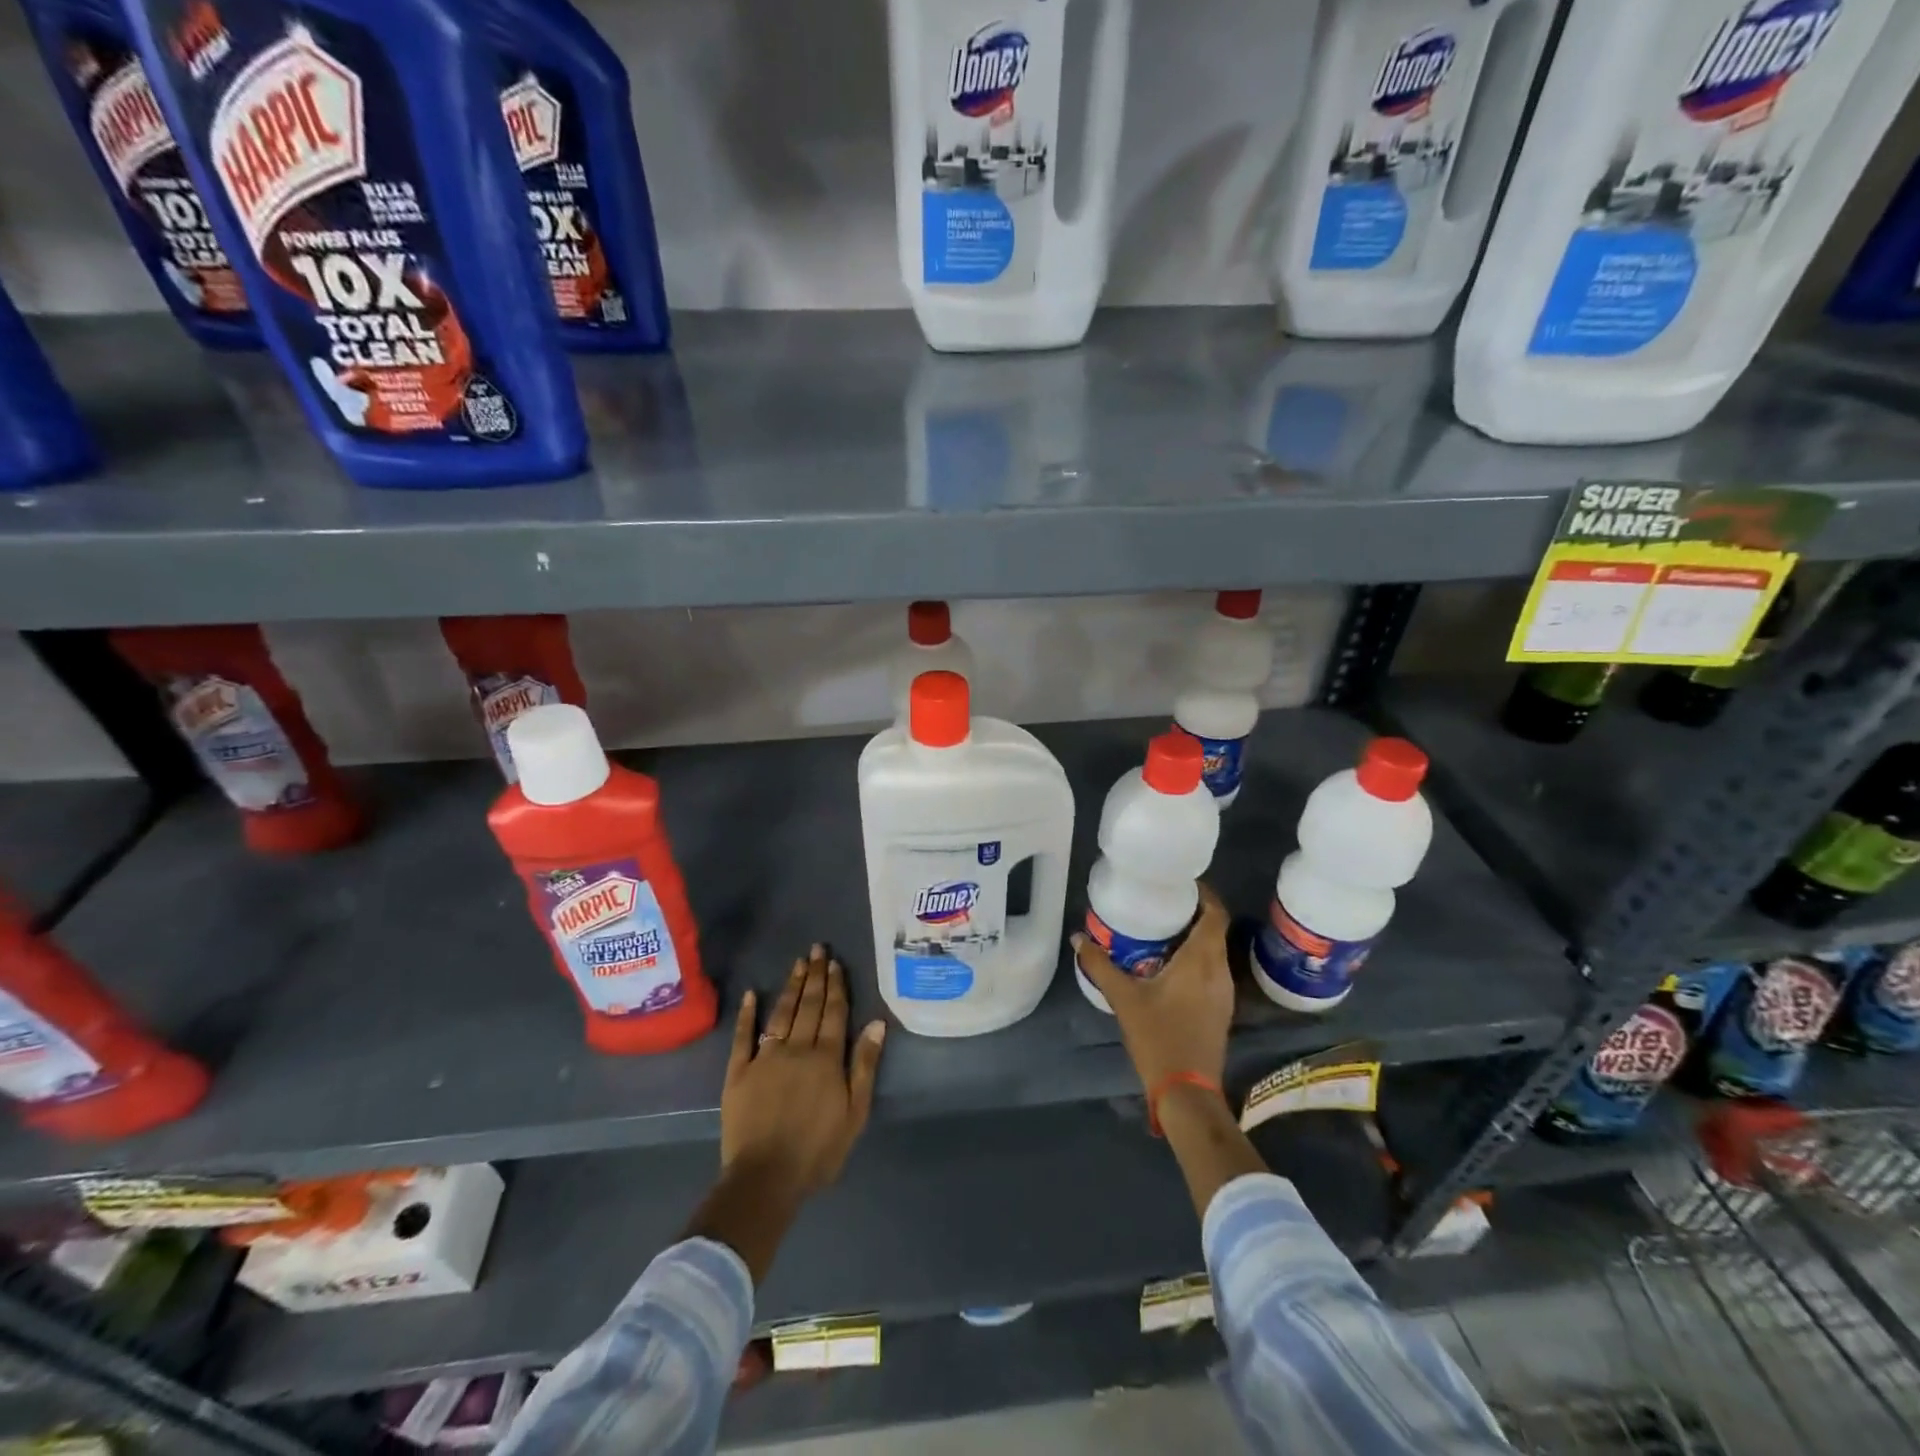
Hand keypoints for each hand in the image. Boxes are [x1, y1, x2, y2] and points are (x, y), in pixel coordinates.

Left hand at [721, 944, 886, 1196]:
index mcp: (826, 1057)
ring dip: (791, 986)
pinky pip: (743, 1037)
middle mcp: (796, 1048)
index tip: (835, 962)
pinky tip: (751, 995)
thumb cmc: (817, 1150)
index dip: (836, 986)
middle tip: (816, 949)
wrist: (765, 1178)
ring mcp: (765, 1057)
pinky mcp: (738, 1072)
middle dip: (814, 976)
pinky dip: (747, 1014)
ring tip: (797, 963)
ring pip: (781, 1013)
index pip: (834, 1012)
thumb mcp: (854, 1113)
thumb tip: (877, 1023)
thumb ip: (864, 1066)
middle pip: (809, 1005)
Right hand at [1073, 885, 1233, 1094]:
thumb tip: (1078, 938)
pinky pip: (1211, 970)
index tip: (1180, 883)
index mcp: (1202, 960)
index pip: (1216, 914)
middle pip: (1214, 929)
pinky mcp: (1220, 1008)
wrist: (1187, 1090)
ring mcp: (1224, 992)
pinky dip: (1195, 958)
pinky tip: (1168, 964)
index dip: (1204, 894)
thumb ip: (1100, 965)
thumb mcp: (1124, 998)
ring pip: (1213, 951)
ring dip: (1194, 936)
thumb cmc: (1158, 1037)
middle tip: (1161, 902)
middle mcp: (1219, 971)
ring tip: (1161, 928)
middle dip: (1192, 912)